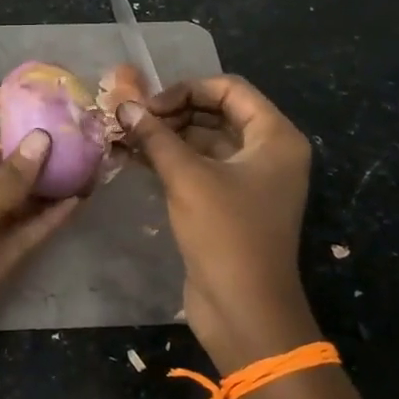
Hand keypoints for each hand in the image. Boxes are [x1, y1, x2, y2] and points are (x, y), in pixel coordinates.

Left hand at [0, 89, 80, 398]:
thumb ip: (6, 179)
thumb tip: (41, 139)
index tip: (8, 87)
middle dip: (22, 146)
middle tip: (66, 127)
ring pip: (13, 199)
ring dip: (43, 183)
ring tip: (82, 161)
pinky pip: (22, 234)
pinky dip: (46, 219)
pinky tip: (76, 202)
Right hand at [116, 75, 318, 374]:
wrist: (244, 309)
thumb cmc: (226, 233)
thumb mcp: (188, 178)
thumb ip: (155, 137)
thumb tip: (123, 106)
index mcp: (276, 137)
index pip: (229, 90)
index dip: (186, 90)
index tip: (147, 106)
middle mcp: (268, 153)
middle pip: (216, 113)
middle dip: (172, 112)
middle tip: (130, 121)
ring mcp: (249, 180)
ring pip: (204, 142)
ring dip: (166, 137)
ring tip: (124, 136)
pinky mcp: (229, 204)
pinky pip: (199, 168)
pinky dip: (170, 160)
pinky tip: (134, 158)